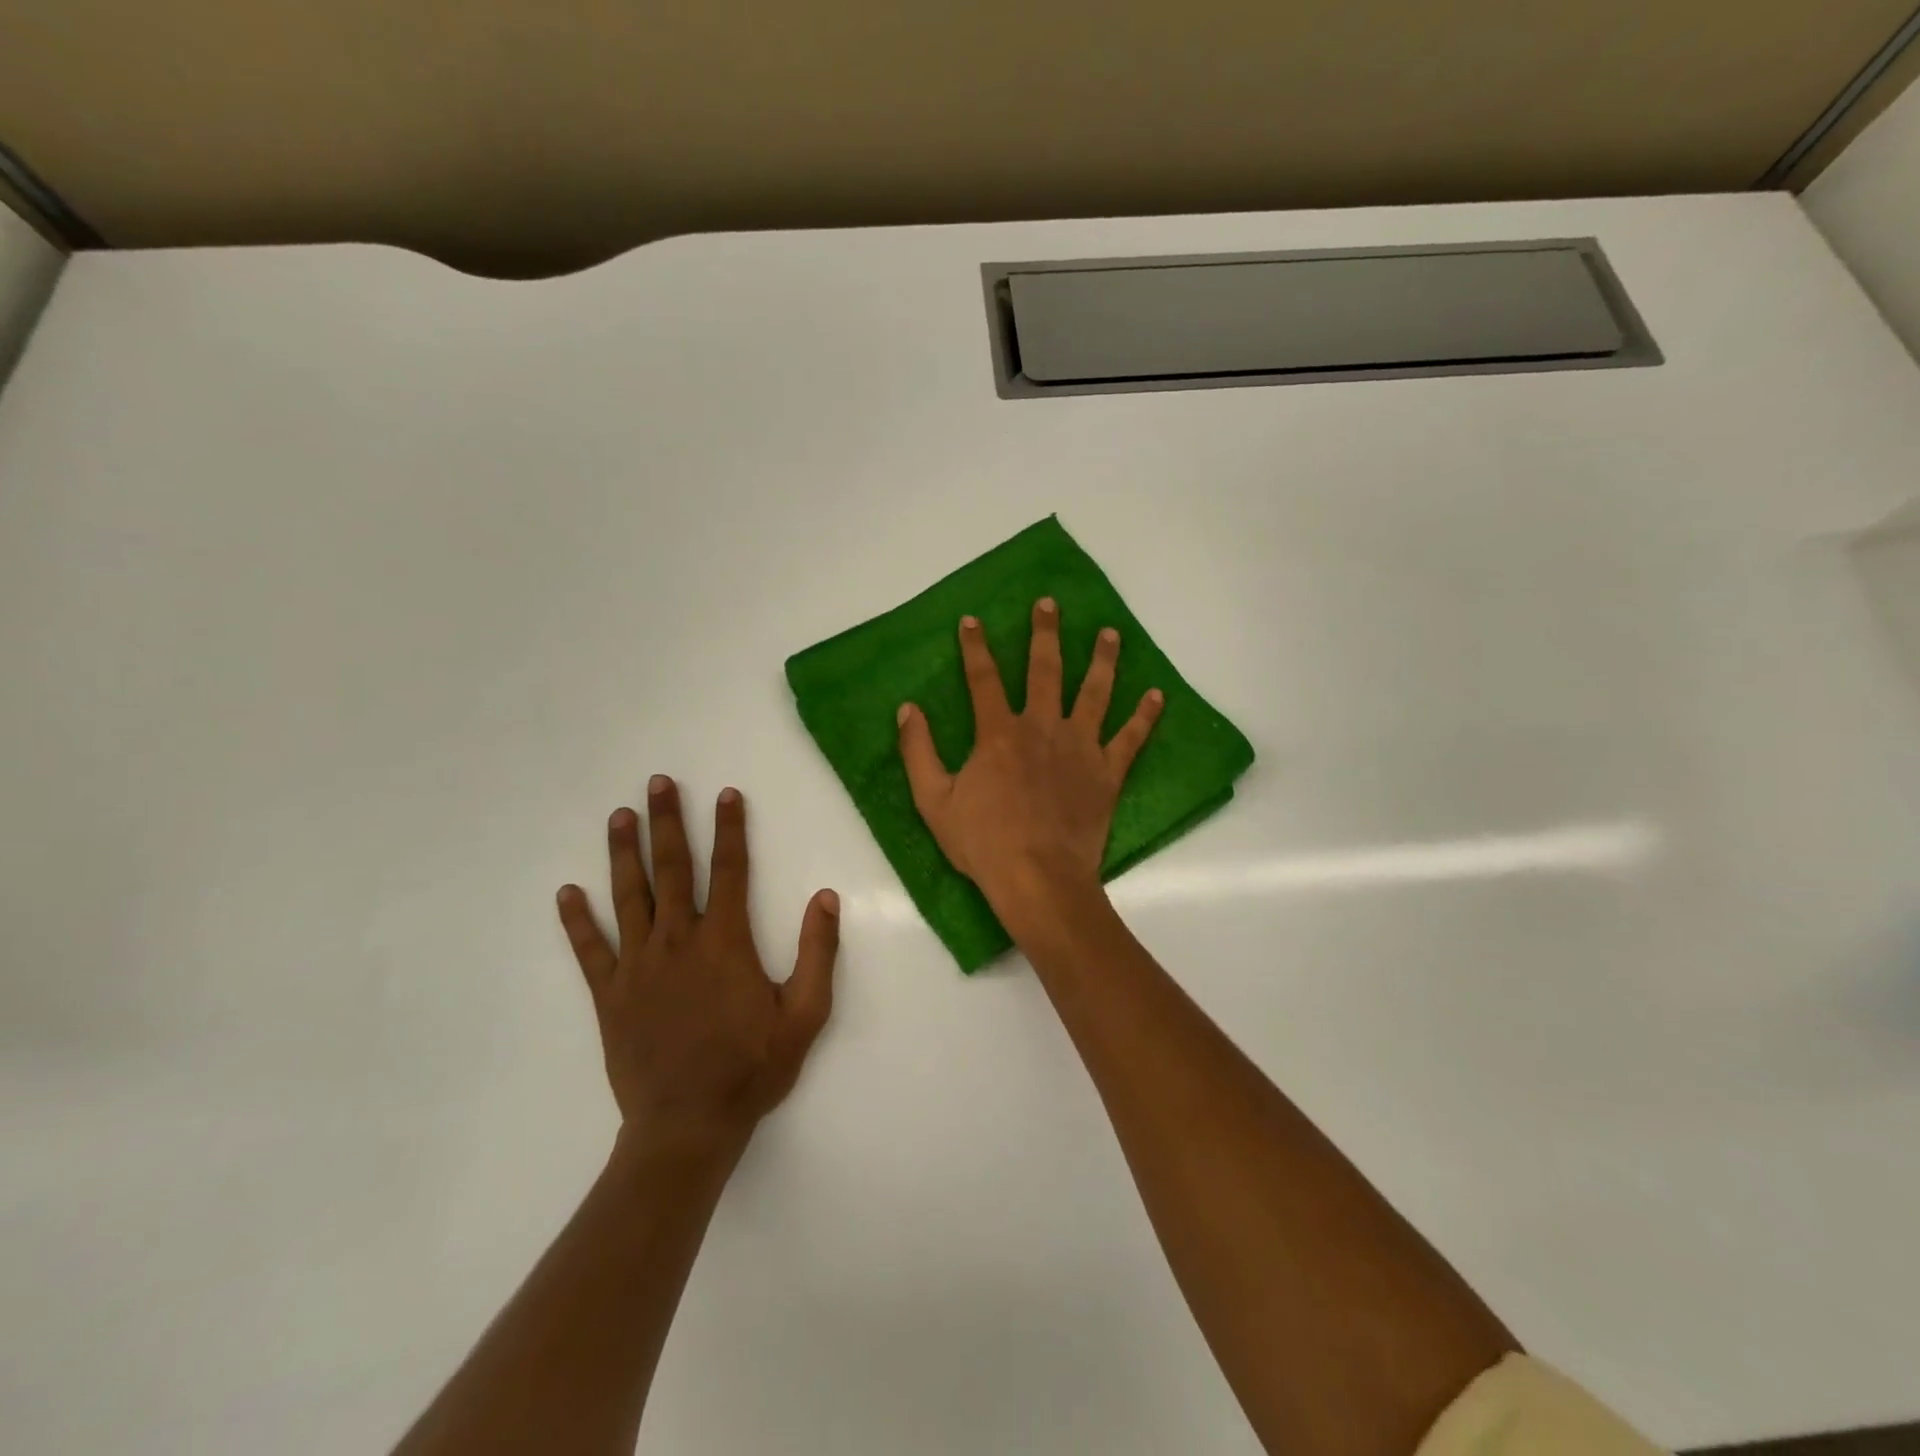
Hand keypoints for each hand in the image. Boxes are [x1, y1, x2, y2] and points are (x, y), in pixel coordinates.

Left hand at [556, 776, 839, 1155]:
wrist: (688, 1126)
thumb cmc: (752, 1068)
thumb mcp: (805, 1014)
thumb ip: (818, 953)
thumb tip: (826, 897)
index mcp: (725, 942)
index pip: (730, 870)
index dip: (730, 829)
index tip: (726, 794)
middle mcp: (678, 941)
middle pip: (672, 869)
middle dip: (667, 822)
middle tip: (658, 783)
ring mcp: (638, 966)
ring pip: (629, 897)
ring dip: (624, 853)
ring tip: (620, 816)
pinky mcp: (609, 995)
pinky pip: (589, 950)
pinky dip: (577, 920)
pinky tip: (567, 893)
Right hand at [897, 598, 1162, 924]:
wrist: (1038, 878)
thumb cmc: (983, 842)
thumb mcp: (933, 800)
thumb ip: (918, 751)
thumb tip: (908, 709)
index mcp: (999, 733)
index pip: (983, 678)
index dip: (975, 647)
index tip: (972, 620)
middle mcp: (1042, 728)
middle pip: (1046, 670)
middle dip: (1045, 634)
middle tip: (1050, 604)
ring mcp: (1080, 748)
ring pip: (1095, 692)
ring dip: (1103, 660)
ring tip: (1111, 633)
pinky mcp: (1107, 772)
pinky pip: (1131, 738)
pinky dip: (1145, 717)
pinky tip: (1157, 696)